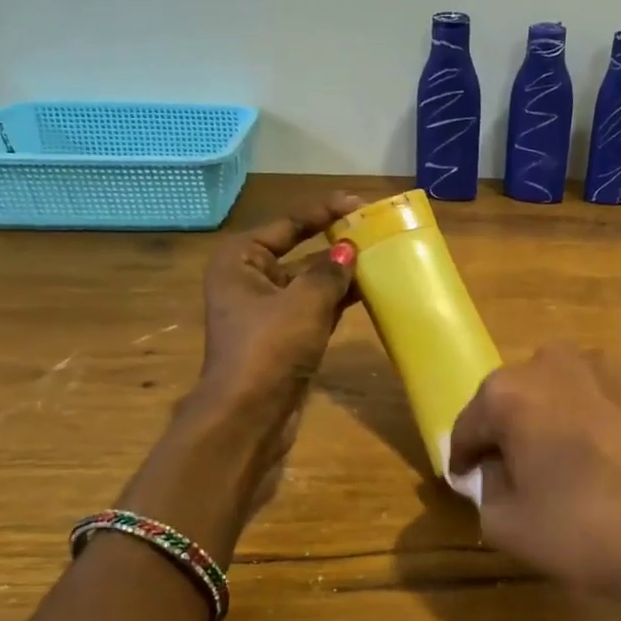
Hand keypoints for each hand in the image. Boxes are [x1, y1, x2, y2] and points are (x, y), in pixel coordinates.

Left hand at [196, 191, 362, 407]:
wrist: (249, 416)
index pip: (286, 224)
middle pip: (298, 252)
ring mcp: (267, 312)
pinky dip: (339, 300)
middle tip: (375, 230)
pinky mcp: (285, 338)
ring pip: (310, 283)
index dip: (322, 212)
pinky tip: (369, 291)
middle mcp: (249, 281)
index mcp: (240, 261)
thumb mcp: (303, 302)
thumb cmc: (269, 349)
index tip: (358, 203)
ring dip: (341, 273)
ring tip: (381, 257)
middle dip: (335, 244)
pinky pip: (316, 309)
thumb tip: (348, 250)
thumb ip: (329, 272)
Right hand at [449, 345, 620, 620]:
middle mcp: (552, 361)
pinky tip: (609, 460)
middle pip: (513, 400)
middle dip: (509, 434)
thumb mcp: (509, 526)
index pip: (468, 426)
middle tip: (519, 477)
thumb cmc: (590, 531)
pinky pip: (598, 397)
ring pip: (557, 393)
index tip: (467, 481)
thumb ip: (484, 489)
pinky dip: (591, 420)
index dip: (463, 459)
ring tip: (568, 467)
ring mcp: (605, 364)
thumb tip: (494, 470)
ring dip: (552, 421)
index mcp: (509, 392)